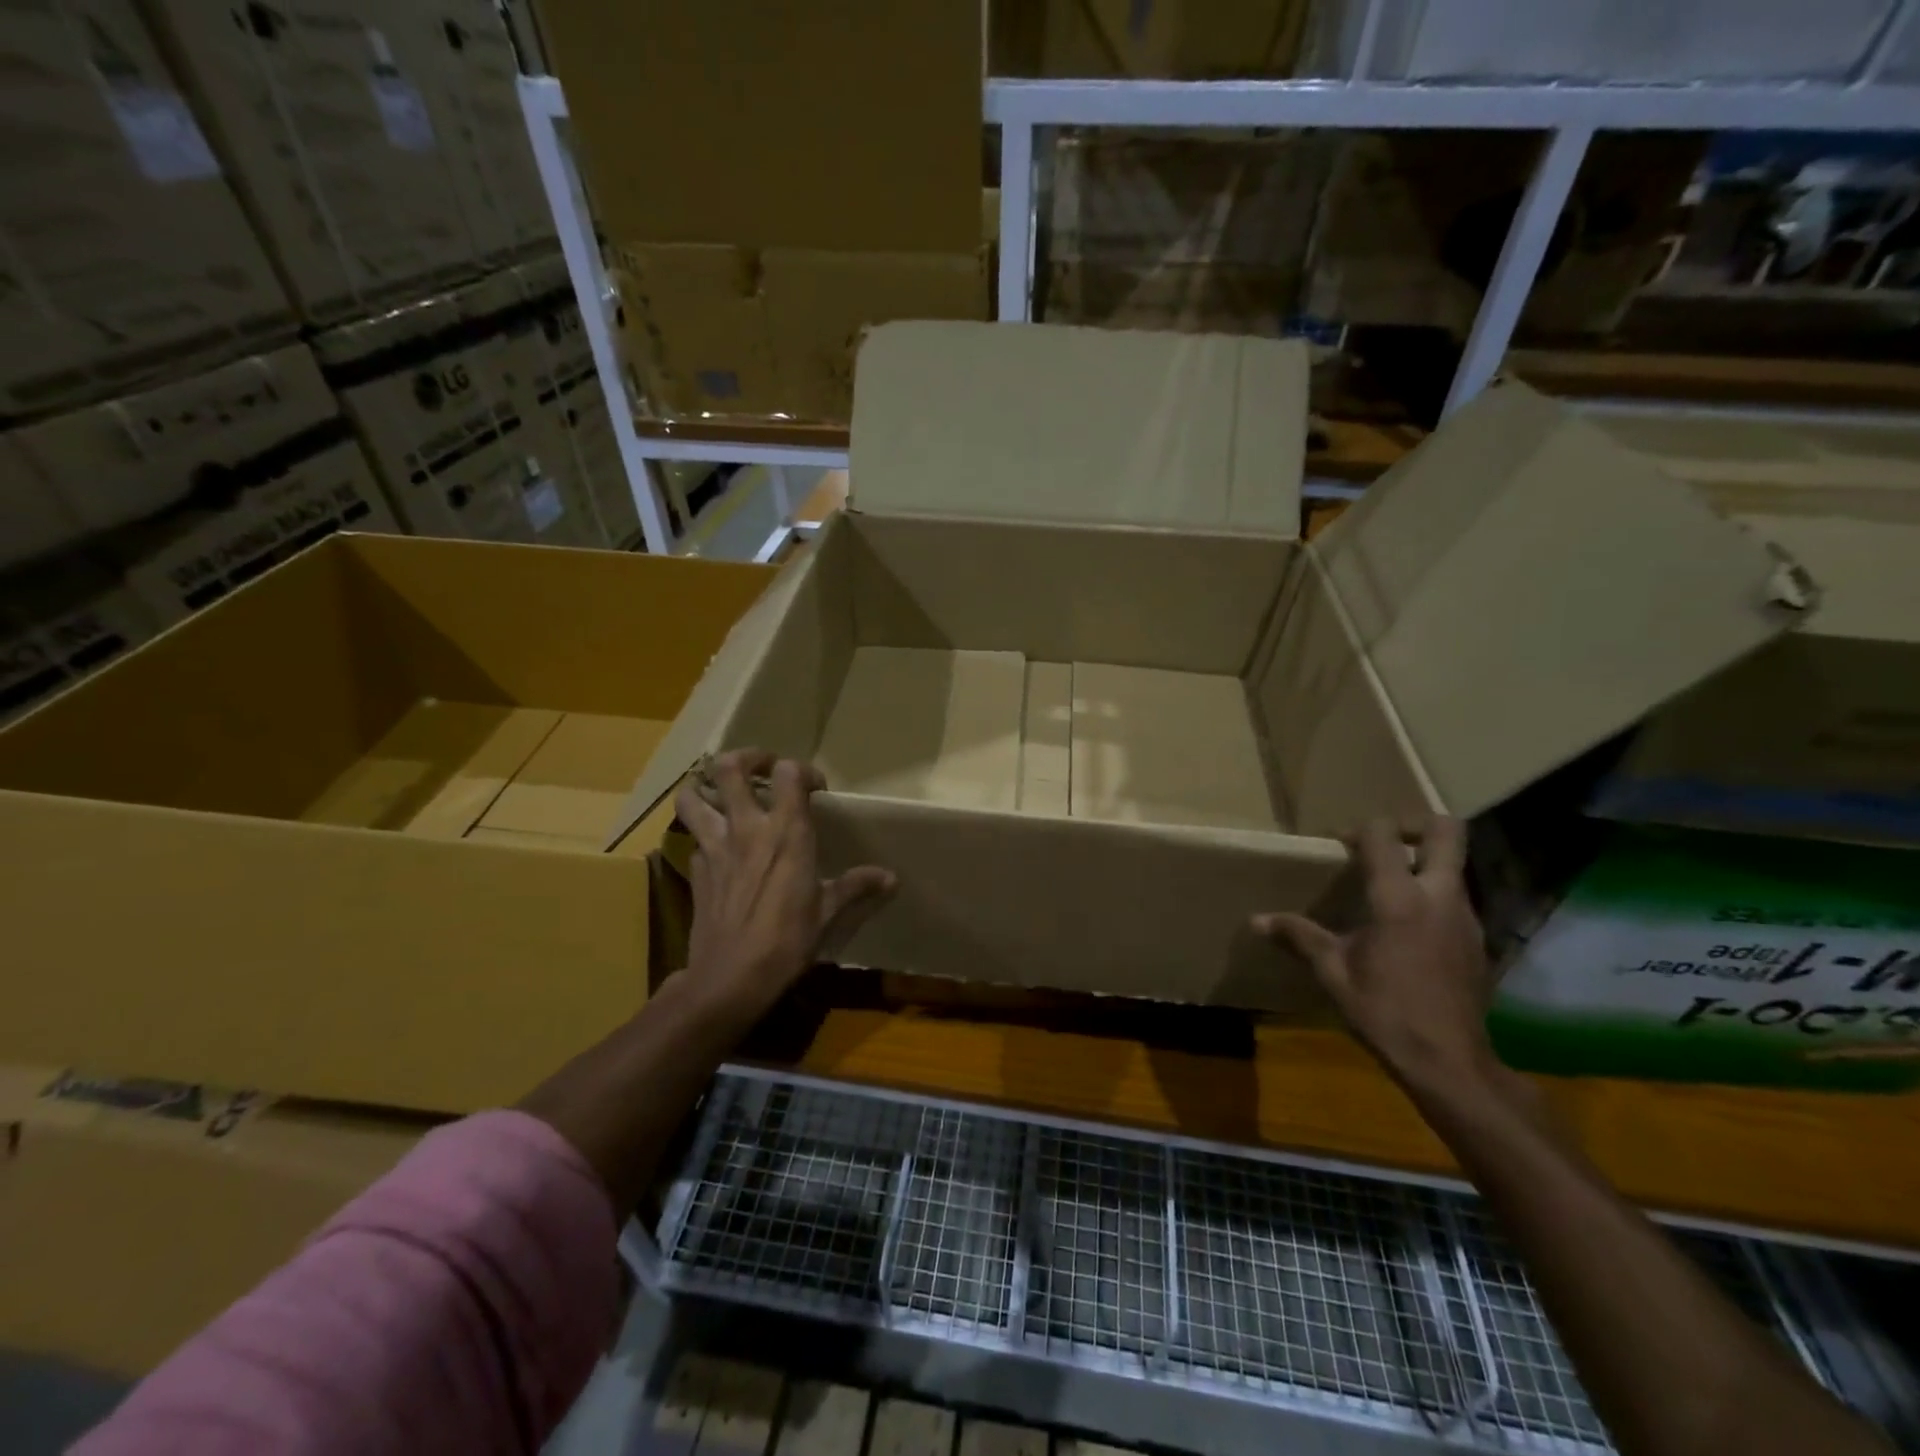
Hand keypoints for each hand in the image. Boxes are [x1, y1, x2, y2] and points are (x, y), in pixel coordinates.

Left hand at [675, 749, 895, 1025]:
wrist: (732, 977)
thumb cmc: (788, 940)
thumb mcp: (828, 912)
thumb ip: (856, 886)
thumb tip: (890, 878)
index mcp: (786, 832)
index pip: (788, 773)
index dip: (802, 771)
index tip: (814, 789)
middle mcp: (746, 828)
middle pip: (729, 767)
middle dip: (745, 758)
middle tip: (761, 769)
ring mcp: (714, 847)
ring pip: (692, 796)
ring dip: (704, 788)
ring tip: (723, 794)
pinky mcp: (695, 870)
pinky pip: (694, 839)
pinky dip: (704, 836)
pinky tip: (719, 850)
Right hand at [1256, 817, 1494, 1089]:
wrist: (1450, 1062)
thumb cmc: (1385, 1011)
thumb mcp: (1333, 972)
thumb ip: (1299, 936)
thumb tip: (1256, 920)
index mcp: (1399, 898)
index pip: (1384, 835)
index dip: (1360, 830)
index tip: (1340, 845)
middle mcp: (1440, 896)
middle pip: (1448, 831)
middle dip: (1415, 824)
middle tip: (1384, 843)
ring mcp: (1466, 917)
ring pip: (1455, 865)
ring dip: (1424, 863)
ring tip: (1388, 888)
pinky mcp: (1478, 940)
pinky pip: (1457, 898)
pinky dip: (1433, 896)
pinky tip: (1408, 928)